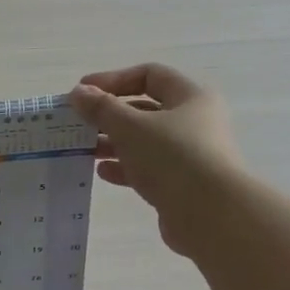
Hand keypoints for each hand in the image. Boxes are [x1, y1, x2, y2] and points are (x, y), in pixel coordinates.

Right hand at [69, 64, 240, 258]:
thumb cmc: (172, 157)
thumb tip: (78, 93)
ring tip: (86, 150)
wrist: (210, 215)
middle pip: (145, 109)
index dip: (113, 80)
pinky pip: (148, 168)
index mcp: (191, 97)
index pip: (149, 75)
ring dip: (113, 143)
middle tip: (79, 124)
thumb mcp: (130, 127)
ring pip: (144, 141)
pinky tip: (102, 173)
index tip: (82, 92)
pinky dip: (124, 168)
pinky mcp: (181, 183)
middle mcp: (194, 122)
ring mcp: (189, 154)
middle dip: (109, 115)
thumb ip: (101, 108)